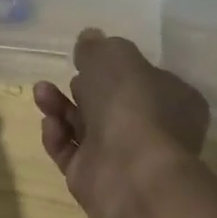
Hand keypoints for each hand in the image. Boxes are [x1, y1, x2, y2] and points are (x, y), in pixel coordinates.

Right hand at [35, 29, 209, 217]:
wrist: (128, 170)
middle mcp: (154, 130)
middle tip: (71, 76)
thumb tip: (90, 38)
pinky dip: (58, 136)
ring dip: (60, 106)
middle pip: (110, 103)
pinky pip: (71, 152)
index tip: (91, 57)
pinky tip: (50, 123)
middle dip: (83, 86)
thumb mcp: (114, 55)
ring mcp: (123, 157)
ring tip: (41, 92)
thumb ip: (98, 46)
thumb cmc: (132, 103)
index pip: (145, 79)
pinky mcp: (95, 179)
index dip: (117, 68)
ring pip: (85, 126)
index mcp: (175, 100)